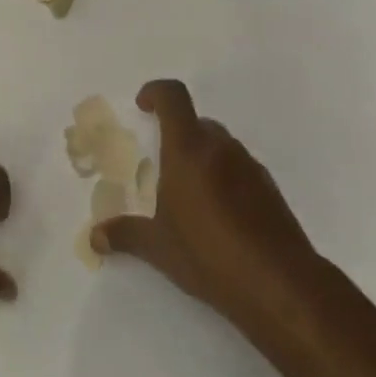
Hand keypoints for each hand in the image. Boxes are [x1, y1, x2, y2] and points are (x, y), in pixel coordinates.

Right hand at [92, 80, 321, 341]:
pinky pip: (239, 169)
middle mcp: (220, 148)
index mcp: (188, 150)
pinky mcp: (270, 189)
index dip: (155, 92)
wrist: (280, 284)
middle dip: (177, 134)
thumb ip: (125, 235)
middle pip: (197, 122)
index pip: (173, 97)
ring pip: (220, 146)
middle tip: (162, 165)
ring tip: (188, 196)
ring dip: (202, 157)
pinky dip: (224, 178)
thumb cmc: (208, 255)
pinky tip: (219, 217)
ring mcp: (250, 167)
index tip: (143, 106)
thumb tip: (95, 236)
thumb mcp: (158, 247)